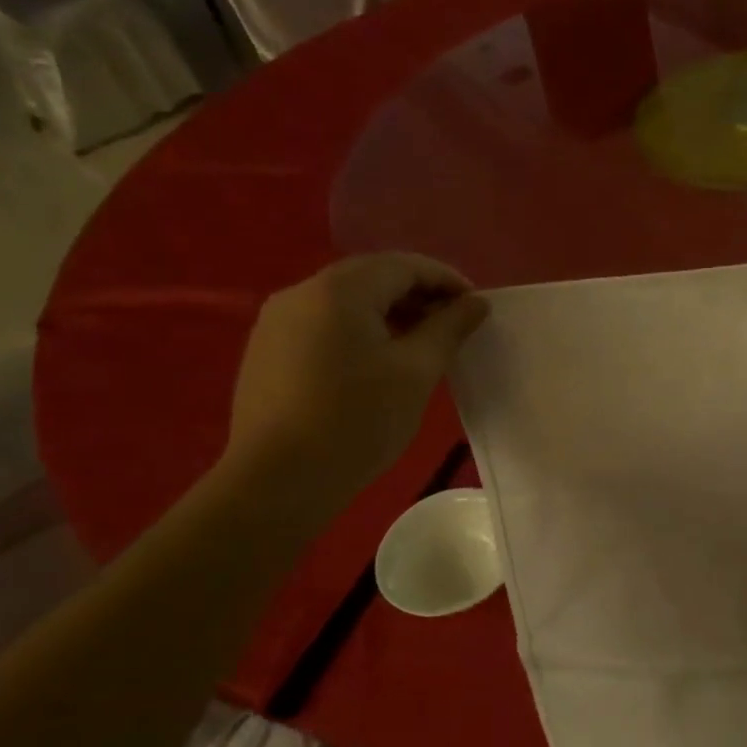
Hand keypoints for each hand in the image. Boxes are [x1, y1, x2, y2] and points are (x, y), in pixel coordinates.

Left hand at [223, 254, 487, 511]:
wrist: (278, 480)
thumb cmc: (358, 420)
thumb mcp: (416, 372)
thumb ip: (449, 328)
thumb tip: (476, 303)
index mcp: (340, 289)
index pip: (404, 265)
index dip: (447, 280)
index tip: (477, 308)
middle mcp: (302, 292)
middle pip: (372, 278)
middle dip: (419, 295)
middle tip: (454, 326)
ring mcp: (278, 321)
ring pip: (347, 301)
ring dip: (390, 314)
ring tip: (422, 346)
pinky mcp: (268, 350)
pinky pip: (325, 324)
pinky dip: (360, 330)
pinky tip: (378, 363)